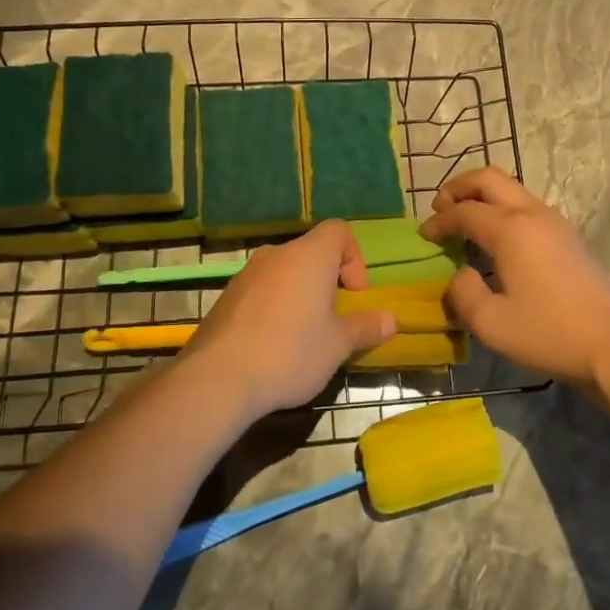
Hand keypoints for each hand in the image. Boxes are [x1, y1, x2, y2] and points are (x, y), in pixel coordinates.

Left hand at [181, 220, 397, 419]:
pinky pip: (260, 293)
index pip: (339, 231)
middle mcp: (276, 255)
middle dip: (328, 282)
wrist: (218, 378)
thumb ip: (366, 327)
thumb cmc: (291, 352)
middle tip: (333, 321)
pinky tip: (272, 347)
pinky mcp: (225, 299)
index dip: (354, 259)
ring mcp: (245, 275)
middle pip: (311, 254)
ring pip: (284, 274)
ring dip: (300, 297)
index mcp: (309, 256)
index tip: (354, 297)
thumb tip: (391, 320)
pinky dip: (273, 309)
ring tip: (303, 338)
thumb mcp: (338, 345)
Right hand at [420, 167, 609, 388]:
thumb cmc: (548, 332)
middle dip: (459, 187)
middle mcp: (531, 213)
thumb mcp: (490, 323)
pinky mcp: (567, 235)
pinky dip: (502, 209)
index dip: (439, 221)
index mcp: (510, 229)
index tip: (423, 236)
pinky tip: (496, 240)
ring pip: (511, 188)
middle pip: (489, 178)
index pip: (464, 211)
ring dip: (482, 196)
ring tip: (465, 222)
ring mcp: (554, 221)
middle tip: (440, 208)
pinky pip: (526, 205)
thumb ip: (463, 294)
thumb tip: (460, 275)